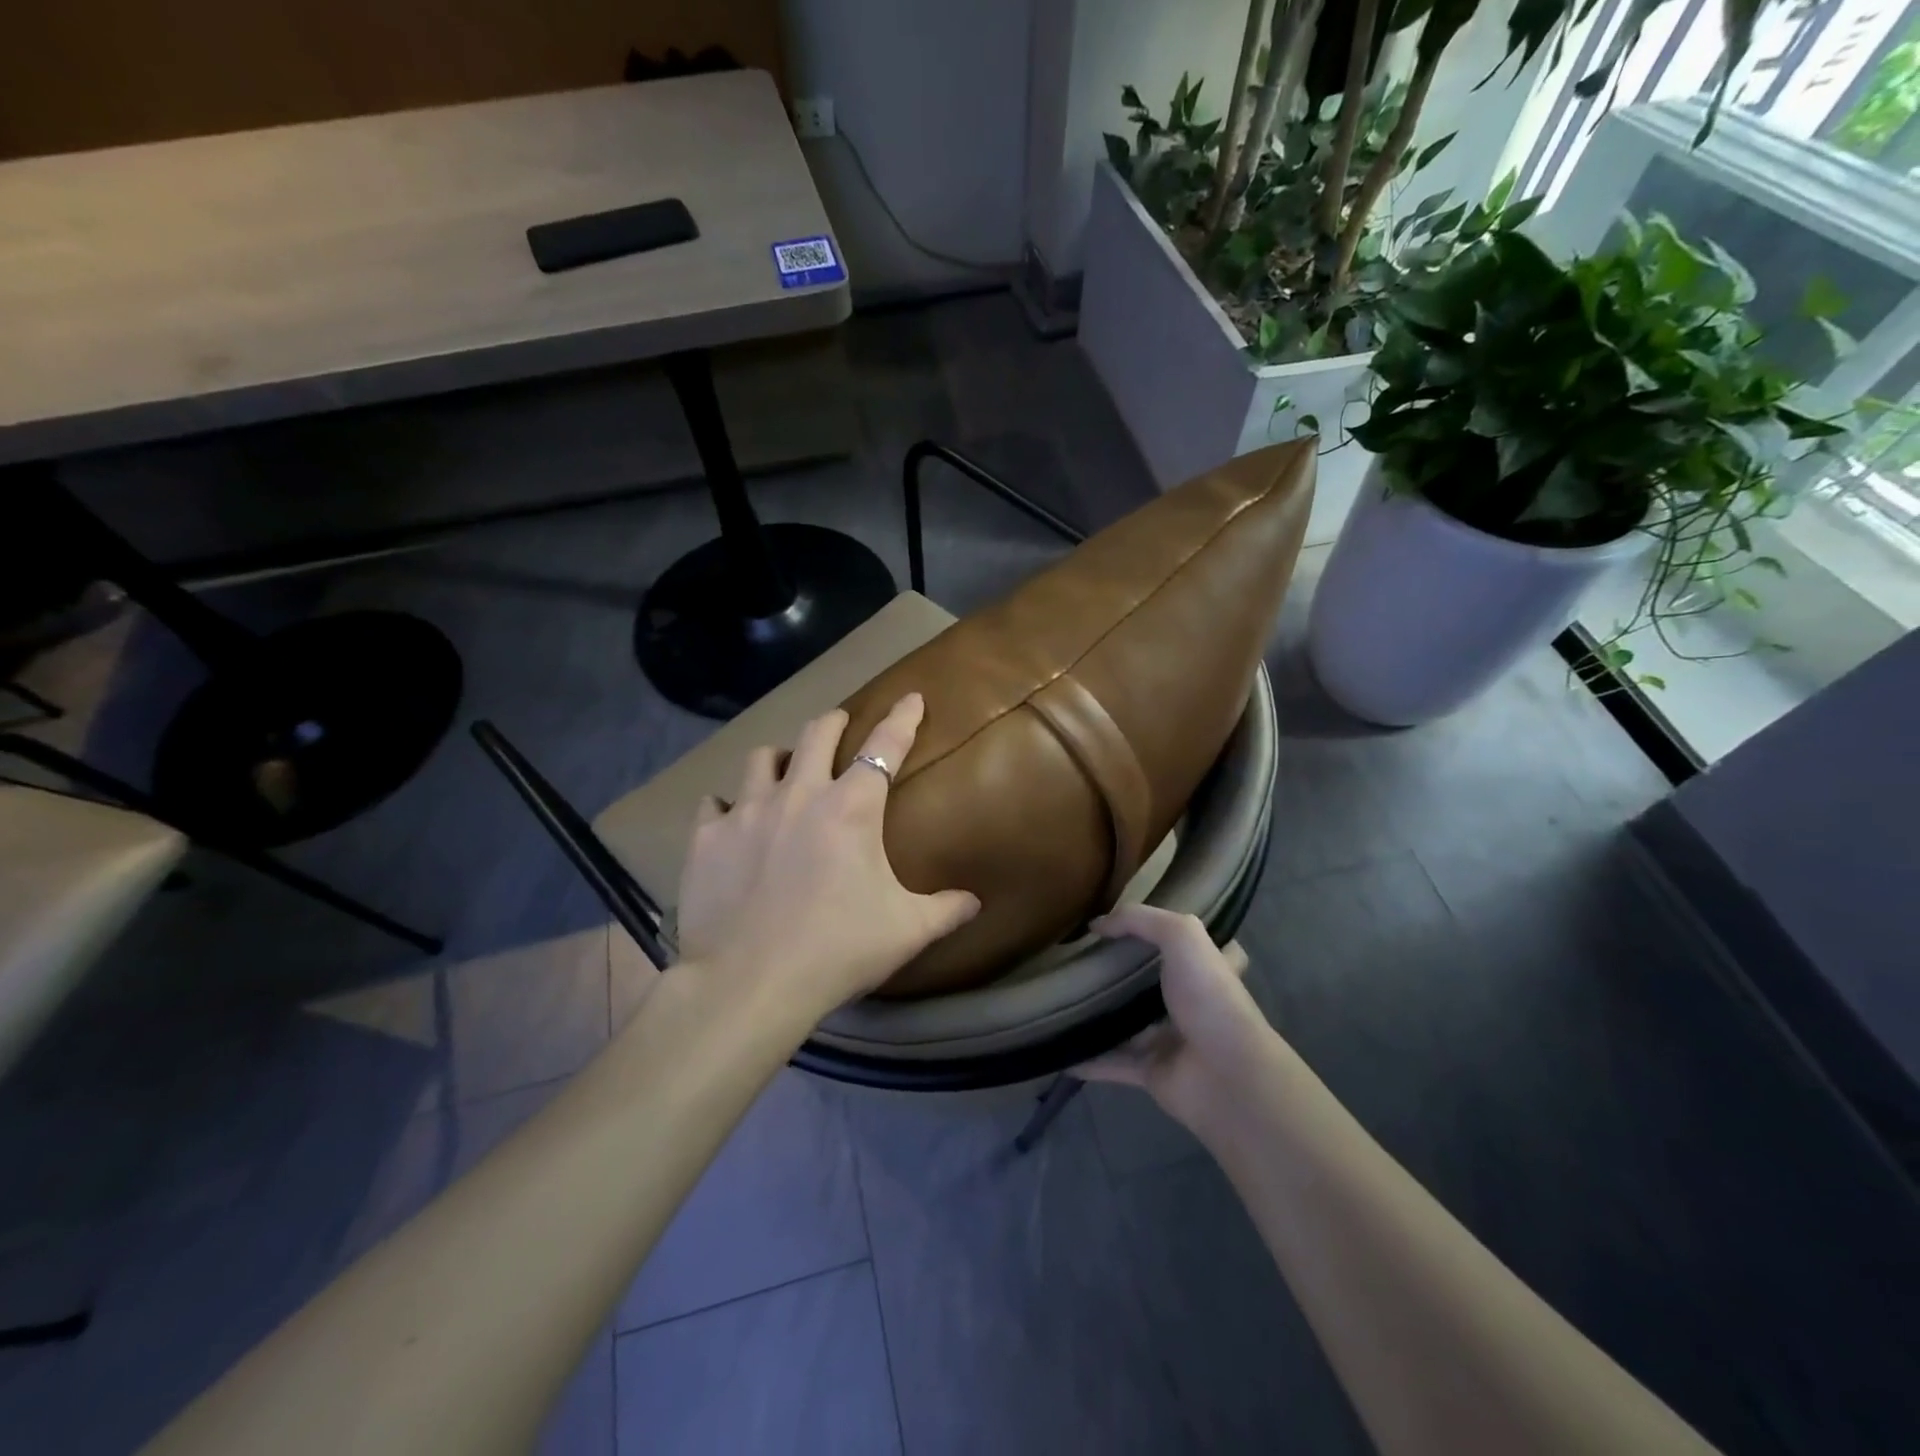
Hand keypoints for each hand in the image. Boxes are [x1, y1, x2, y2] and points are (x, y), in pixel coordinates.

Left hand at [675, 693, 980, 1018]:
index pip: (885, 746)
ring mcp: (747, 812)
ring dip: (779, 757)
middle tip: (841, 723)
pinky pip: (714, 804)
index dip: (902, 717)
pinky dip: (726, 805)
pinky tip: (730, 819)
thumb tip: (976, 902)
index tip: (912, 696)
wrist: (750, 983)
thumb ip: (946, 910)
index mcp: (851, 807)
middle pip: (816, 734)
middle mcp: (799, 794)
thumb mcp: (906, 931)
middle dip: (834, 721)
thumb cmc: (837, 949)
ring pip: (761, 758)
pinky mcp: (708, 838)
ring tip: (784, 768)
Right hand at [1075, 906, 1273, 1128]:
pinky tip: (1060, 1048)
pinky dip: (1087, 1059)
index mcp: (1206, 970)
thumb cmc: (1210, 997)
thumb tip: (1096, 925)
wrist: (1226, 1075)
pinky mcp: (1152, 1073)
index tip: (1138, 926)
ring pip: (1129, 1024)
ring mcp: (1172, 1040)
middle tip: (1083, 958)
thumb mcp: (1181, 936)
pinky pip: (1112, 1062)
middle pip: (1156, 984)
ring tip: (1062, 997)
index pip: (1197, 946)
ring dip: (1102, 1015)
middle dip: (1125, 973)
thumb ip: (1139, 920)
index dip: (1174, 934)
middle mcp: (1192, 1004)